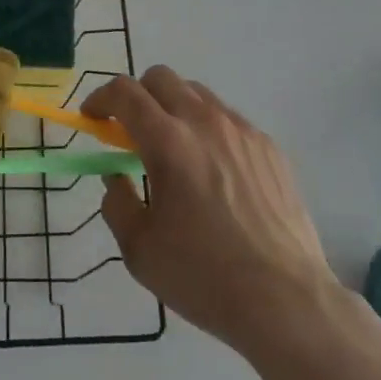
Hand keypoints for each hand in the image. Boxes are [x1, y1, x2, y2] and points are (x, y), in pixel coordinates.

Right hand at [84, 67, 343, 358]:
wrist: (287, 301)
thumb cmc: (204, 276)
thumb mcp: (140, 250)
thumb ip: (116, 202)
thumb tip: (115, 176)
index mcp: (168, 141)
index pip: (124, 92)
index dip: (100, 98)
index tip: (93, 118)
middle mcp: (204, 121)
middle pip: (160, 78)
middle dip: (137, 96)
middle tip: (131, 132)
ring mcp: (242, 130)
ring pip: (197, 94)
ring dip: (174, 109)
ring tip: (175, 151)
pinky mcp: (269, 147)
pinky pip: (229, 120)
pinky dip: (209, 130)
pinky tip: (215, 173)